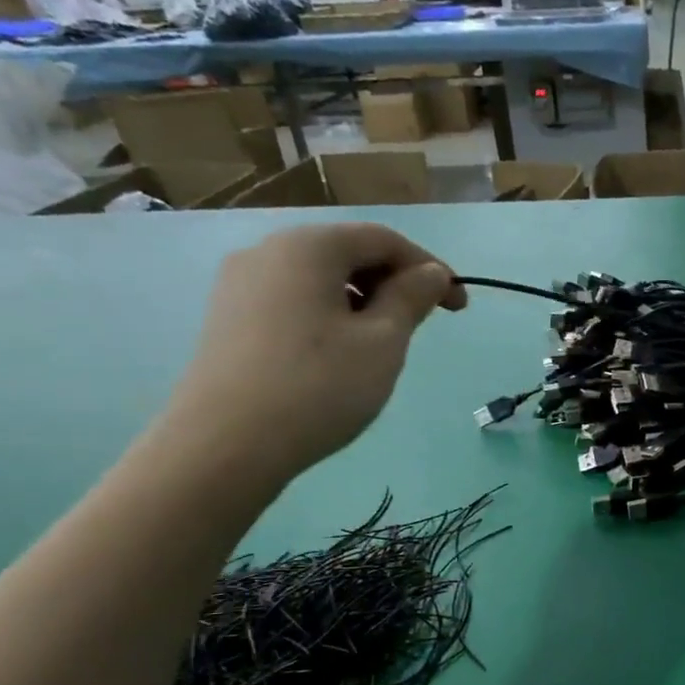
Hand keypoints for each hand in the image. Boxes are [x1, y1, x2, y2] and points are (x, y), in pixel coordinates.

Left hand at [161, 223, 465, 489]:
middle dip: (394, 283)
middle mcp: (267, 251)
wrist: (226, 445)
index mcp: (309, 246)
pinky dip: (330, 316)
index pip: (383, 239)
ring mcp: (240, 285)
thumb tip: (431, 273)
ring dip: (363, 301)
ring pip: (320, 279)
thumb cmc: (318, 386)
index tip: (459, 307)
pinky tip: (339, 355)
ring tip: (384, 344)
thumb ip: (411, 298)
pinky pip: (294, 301)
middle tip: (423, 326)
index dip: (429, 268)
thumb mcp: (383, 342)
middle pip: (347, 253)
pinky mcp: (229, 318)